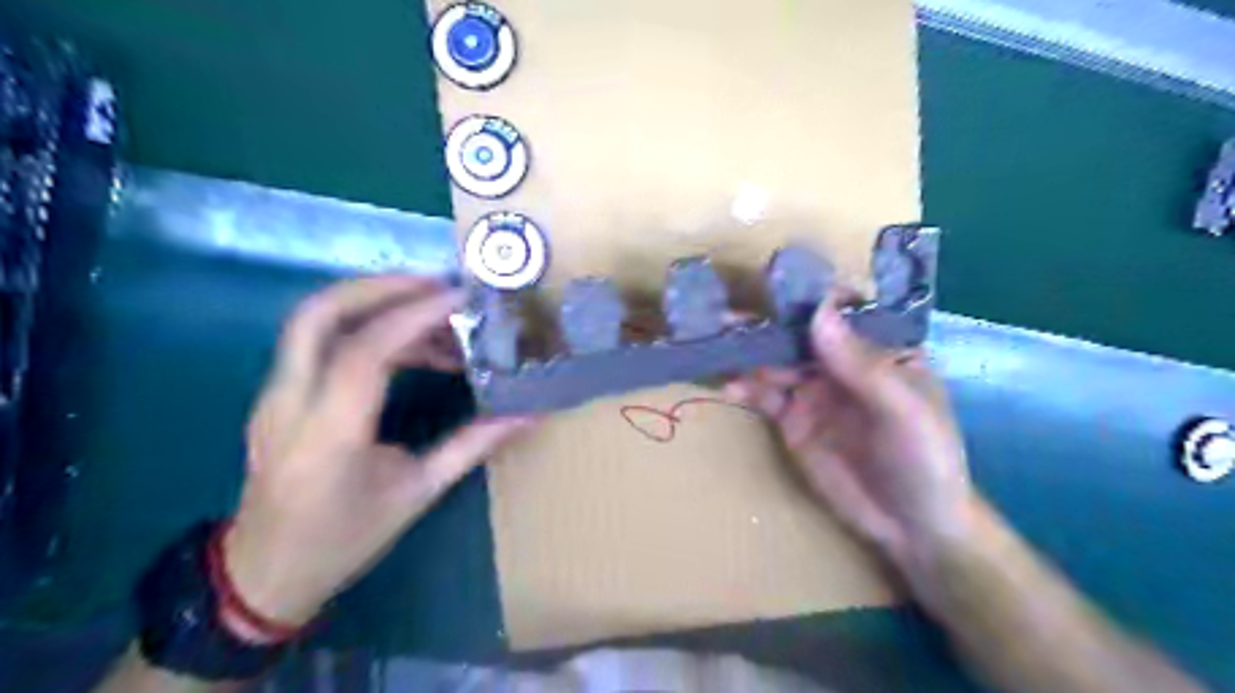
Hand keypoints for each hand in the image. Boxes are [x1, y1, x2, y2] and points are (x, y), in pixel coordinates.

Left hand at [225, 275, 532, 627]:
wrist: (263, 574)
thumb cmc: (345, 540)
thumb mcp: (418, 493)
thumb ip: (473, 445)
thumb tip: (528, 413)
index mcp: (328, 436)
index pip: (364, 352)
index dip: (413, 316)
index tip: (460, 298)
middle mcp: (289, 404)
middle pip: (318, 314)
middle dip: (380, 287)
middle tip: (438, 286)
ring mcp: (274, 396)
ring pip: (313, 321)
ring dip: (375, 304)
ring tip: (437, 319)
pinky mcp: (278, 394)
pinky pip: (318, 342)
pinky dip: (366, 328)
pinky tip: (411, 349)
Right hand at [726, 306, 975, 566]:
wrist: (911, 526)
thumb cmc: (925, 459)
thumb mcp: (903, 410)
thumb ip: (862, 363)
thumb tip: (818, 309)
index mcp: (878, 348)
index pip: (840, 310)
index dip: (807, 295)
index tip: (770, 283)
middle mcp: (842, 363)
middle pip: (798, 333)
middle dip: (764, 323)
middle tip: (723, 316)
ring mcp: (814, 391)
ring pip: (775, 361)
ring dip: (747, 353)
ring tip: (715, 346)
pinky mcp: (793, 420)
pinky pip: (764, 396)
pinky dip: (744, 388)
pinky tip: (728, 387)